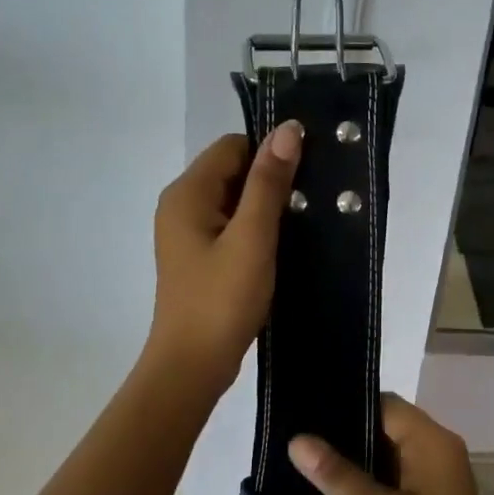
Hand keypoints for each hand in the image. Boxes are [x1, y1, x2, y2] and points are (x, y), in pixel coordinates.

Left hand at [148, 125, 302, 386]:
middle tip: (312, 200)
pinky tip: (282, 246)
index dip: (270, 153)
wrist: (192, 365)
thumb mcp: (252, 237)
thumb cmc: (221, 299)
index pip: (233, 146)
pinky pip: (231, 226)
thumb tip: (288, 129)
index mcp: (187, 193)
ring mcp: (187, 233)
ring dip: (266, 207)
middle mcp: (181, 205)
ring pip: (234, 200)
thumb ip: (269, 183)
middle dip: (270, 180)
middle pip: (232, 171)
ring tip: (304, 222)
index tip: (308, 172)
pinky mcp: (199, 256)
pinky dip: (255, 229)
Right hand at [290, 395, 493, 494]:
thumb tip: (297, 440)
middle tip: (301, 441)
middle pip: (388, 426)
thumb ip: (337, 474)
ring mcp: (439, 477)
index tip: (308, 415)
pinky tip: (336, 491)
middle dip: (348, 434)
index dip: (348, 406)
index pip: (386, 405)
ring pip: (391, 453)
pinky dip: (371, 480)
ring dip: (357, 459)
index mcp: (434, 442)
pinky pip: (397, 476)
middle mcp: (440, 451)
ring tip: (308, 463)